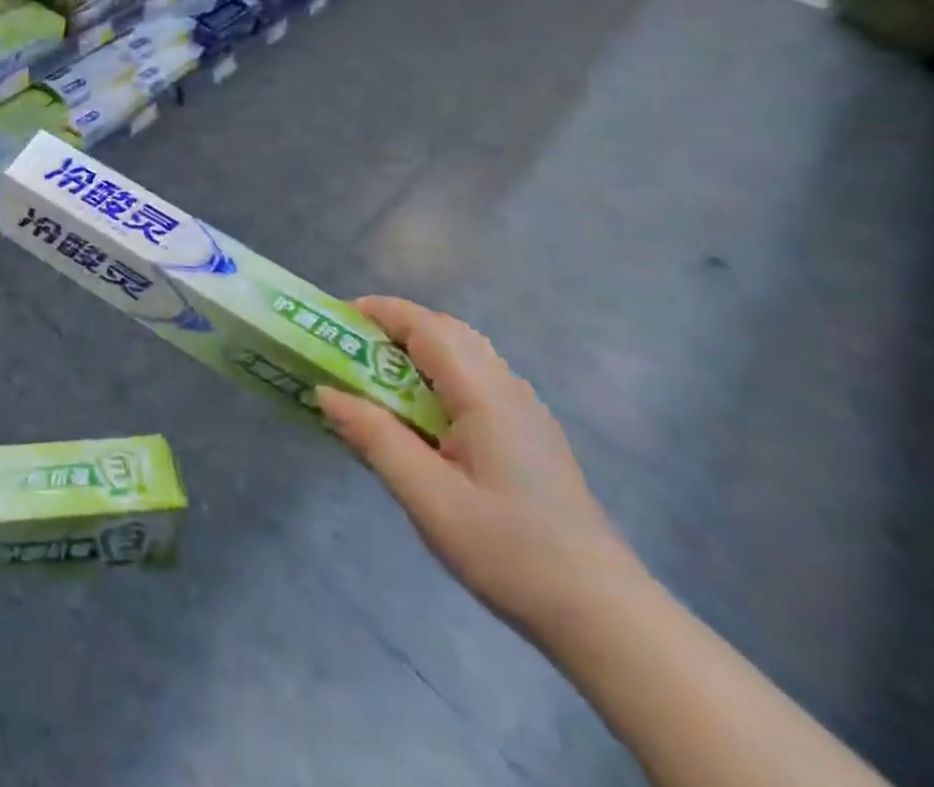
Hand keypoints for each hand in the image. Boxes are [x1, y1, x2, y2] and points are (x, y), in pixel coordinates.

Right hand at [316, 296, 644, 640]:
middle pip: (447, 333)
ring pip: (465, 357)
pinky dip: (437, 377)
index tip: (335, 319)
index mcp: (485, 394)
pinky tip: (420, 418)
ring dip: (416, 353)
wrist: (608, 621)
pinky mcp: (530, 439)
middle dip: (395, 328)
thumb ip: (374, 437)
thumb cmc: (511, 552)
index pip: (427, 327)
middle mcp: (509, 390)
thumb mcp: (428, 497)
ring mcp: (525, 415)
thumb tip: (325, 391)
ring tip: (375, 379)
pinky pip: (476, 384)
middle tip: (349, 348)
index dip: (380, 312)